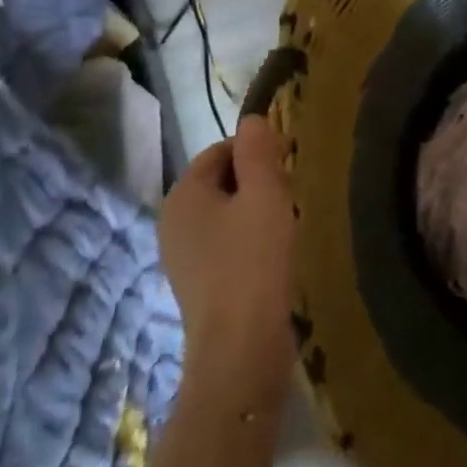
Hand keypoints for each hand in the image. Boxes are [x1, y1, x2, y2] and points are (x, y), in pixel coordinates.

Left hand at [158, 116, 297, 408]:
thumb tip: (252, 119)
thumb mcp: (265, 195)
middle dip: (256, 180)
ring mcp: (181, 257)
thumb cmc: (255, 260)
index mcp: (182, 195)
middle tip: (294, 190)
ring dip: (255, 211)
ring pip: (224, 215)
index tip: (291, 160)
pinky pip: (225, 244)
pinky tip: (275, 254)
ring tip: (289, 221)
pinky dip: (249, 239)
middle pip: (219, 183)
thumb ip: (258, 152)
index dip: (255, 149)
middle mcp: (171, 222)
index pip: (218, 151)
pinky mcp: (197, 285)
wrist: (241, 347)